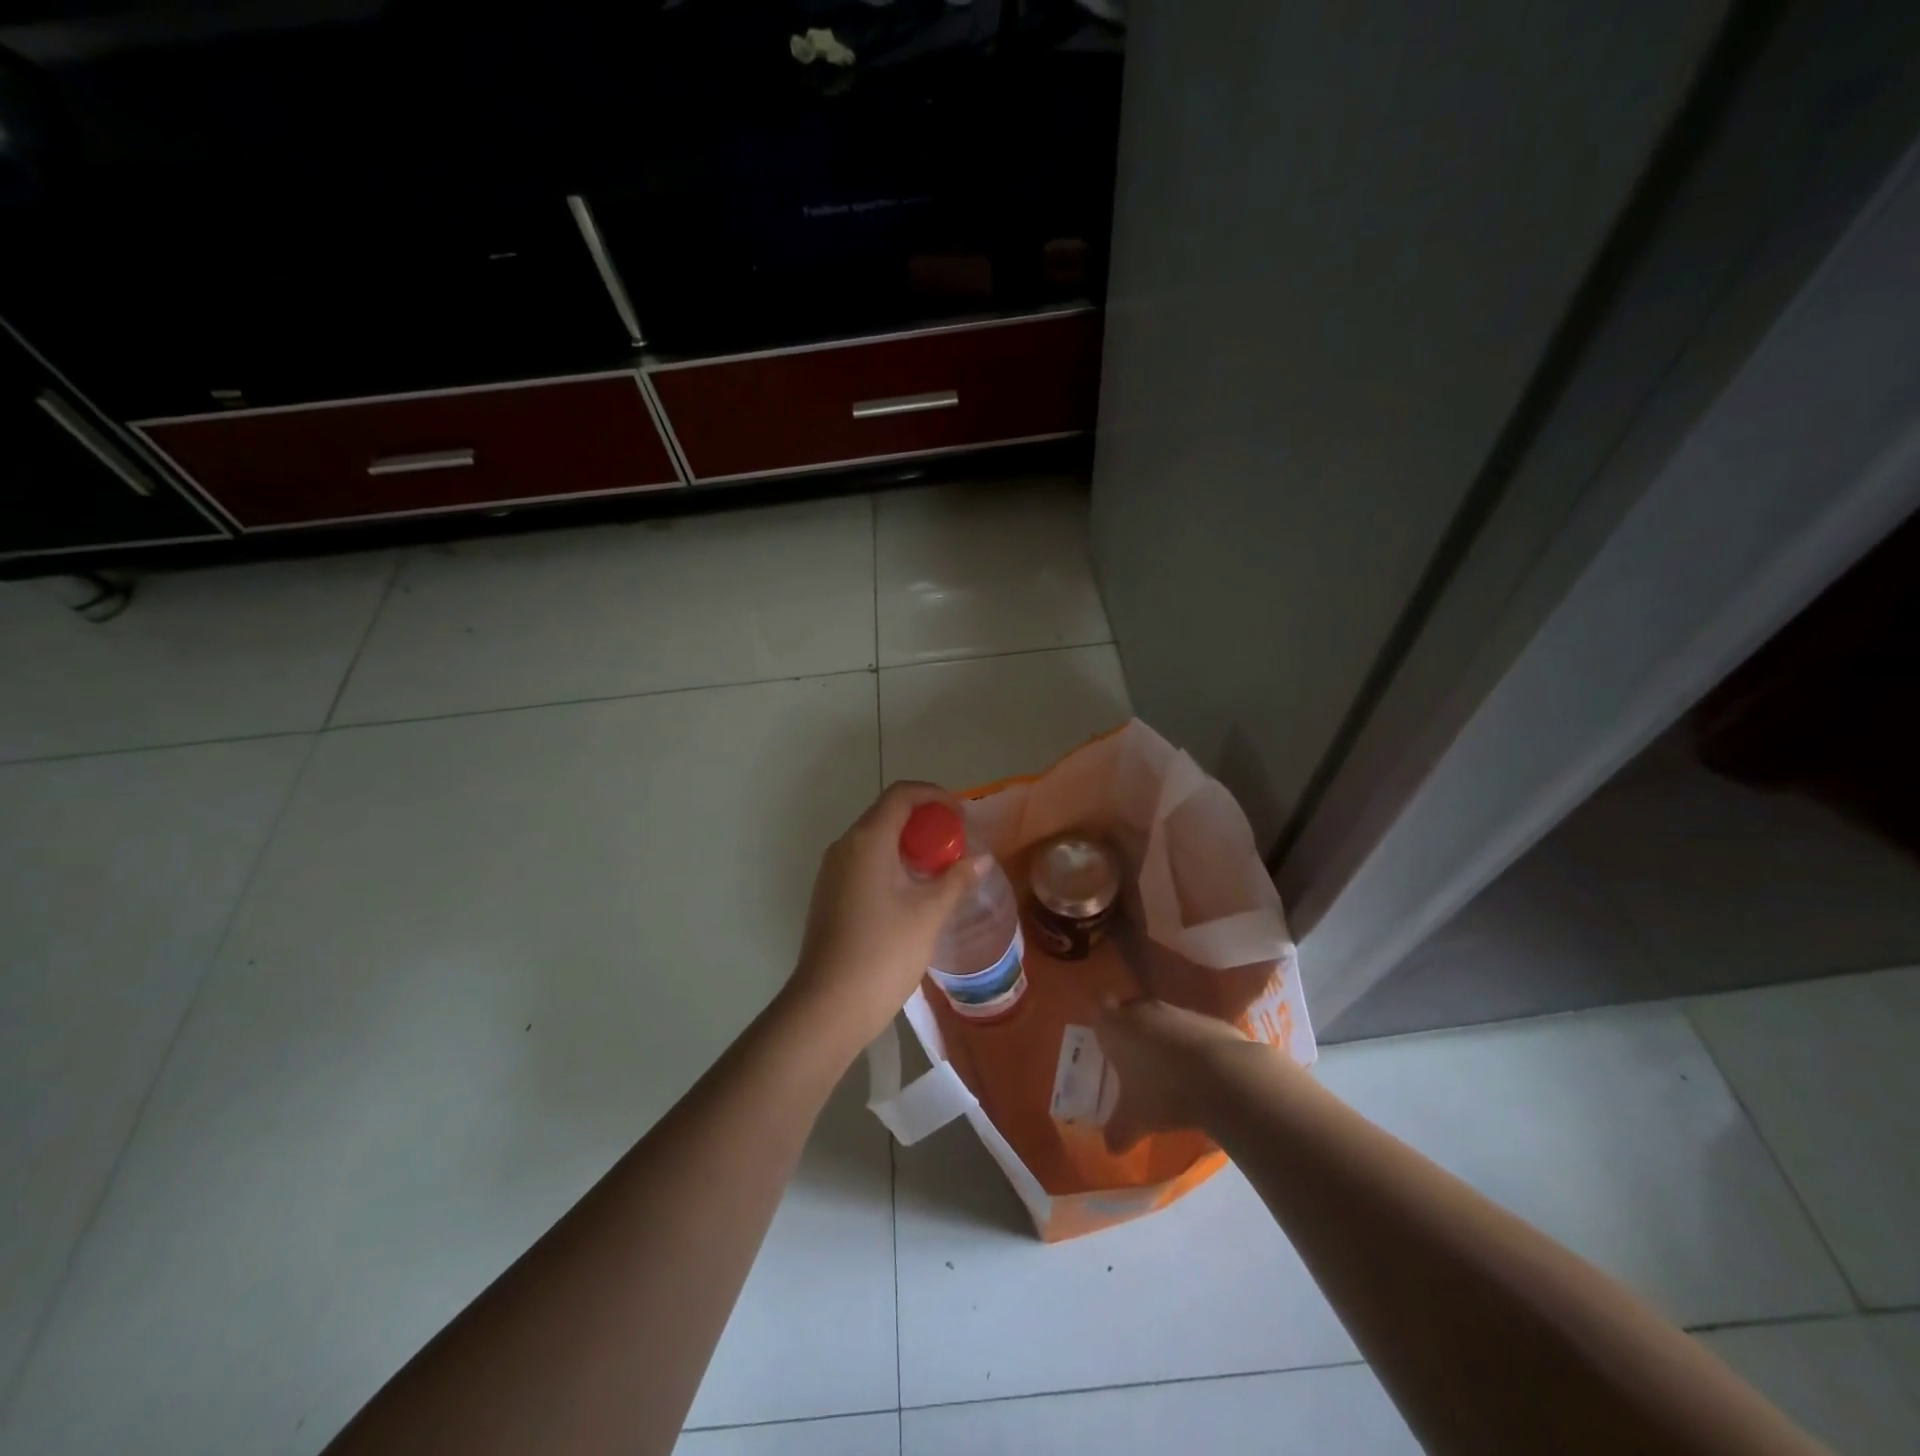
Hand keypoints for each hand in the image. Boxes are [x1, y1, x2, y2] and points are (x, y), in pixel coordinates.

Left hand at [786, 782, 981, 1056]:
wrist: (828, 1006)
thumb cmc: (883, 952)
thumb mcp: (929, 914)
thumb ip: (956, 880)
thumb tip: (980, 860)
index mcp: (868, 839)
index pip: (902, 794)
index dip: (935, 796)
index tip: (961, 817)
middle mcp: (845, 846)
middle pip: (888, 814)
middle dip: (926, 824)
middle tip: (956, 848)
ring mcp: (832, 872)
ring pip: (876, 841)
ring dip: (909, 846)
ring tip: (940, 872)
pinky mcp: (830, 895)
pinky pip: (865, 863)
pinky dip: (892, 865)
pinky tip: (913, 895)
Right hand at [1095, 997, 1250, 1151]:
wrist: (1226, 1077)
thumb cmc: (1165, 1092)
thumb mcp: (1136, 1120)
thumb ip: (1118, 1131)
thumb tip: (1110, 1148)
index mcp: (1116, 1027)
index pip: (1098, 1008)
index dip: (1101, 1023)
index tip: (1105, 1042)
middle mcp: (1143, 1011)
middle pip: (1129, 1010)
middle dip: (1130, 1031)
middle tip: (1132, 1060)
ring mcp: (1177, 1011)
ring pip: (1160, 1019)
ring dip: (1161, 1037)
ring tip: (1167, 1070)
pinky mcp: (1207, 1019)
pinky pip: (1190, 1029)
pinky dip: (1189, 1044)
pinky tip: (1198, 1072)